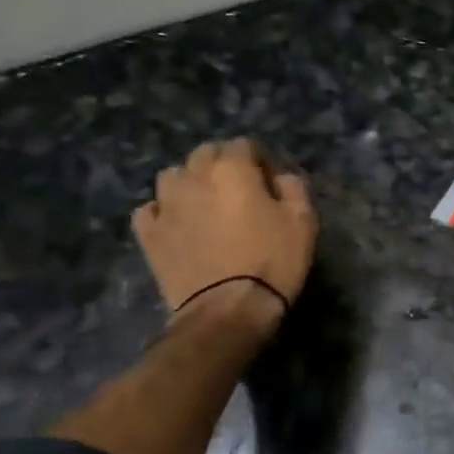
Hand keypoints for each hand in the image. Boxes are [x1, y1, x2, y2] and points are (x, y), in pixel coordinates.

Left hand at [133, 139, 316, 331]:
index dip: (259, 158)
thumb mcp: (303, 222)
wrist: (228, 309)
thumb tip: (281, 178)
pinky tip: (177, 224)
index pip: (243, 144)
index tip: (271, 180)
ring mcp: (166, 206)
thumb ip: (294, 189)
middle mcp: (194, 178)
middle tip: (240, 189)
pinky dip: (163, 211)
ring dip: (190, 182)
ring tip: (206, 203)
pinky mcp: (149, 235)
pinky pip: (150, 209)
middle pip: (204, 153)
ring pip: (173, 176)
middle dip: (223, 163)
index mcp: (232, 170)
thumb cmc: (273, 261)